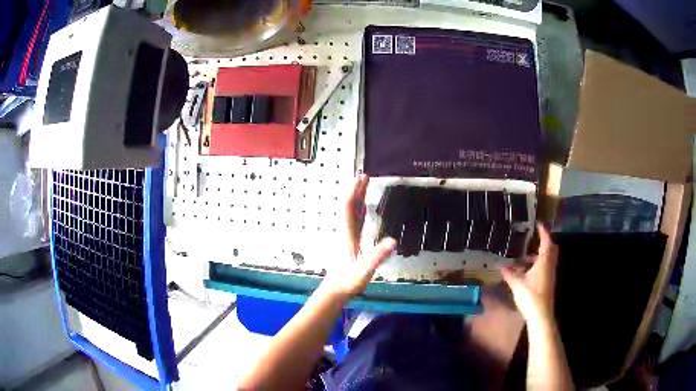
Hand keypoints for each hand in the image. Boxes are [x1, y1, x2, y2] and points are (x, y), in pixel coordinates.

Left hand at [320, 173, 396, 297]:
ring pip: (351, 212)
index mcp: (348, 235)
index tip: (359, 178)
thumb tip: (392, 241)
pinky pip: (355, 219)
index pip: (349, 209)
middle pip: (349, 206)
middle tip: (363, 174)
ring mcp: (347, 236)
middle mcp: (346, 231)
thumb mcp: (364, 271)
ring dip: (356, 197)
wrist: (336, 289)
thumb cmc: (349, 280)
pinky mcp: (350, 241)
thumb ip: (377, 257)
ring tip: (363, 184)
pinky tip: (363, 207)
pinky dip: (359, 208)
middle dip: (356, 190)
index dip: (354, 192)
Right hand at [501, 224, 557, 325]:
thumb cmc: (531, 295)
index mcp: (544, 262)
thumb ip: (509, 273)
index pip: (546, 242)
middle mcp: (549, 266)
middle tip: (535, 238)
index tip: (539, 224)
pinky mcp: (548, 283)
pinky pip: (545, 267)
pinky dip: (539, 264)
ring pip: (548, 259)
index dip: (543, 232)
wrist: (541, 315)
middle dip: (544, 242)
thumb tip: (501, 265)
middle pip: (550, 249)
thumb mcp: (517, 283)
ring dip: (540, 255)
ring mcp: (550, 275)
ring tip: (526, 256)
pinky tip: (527, 271)